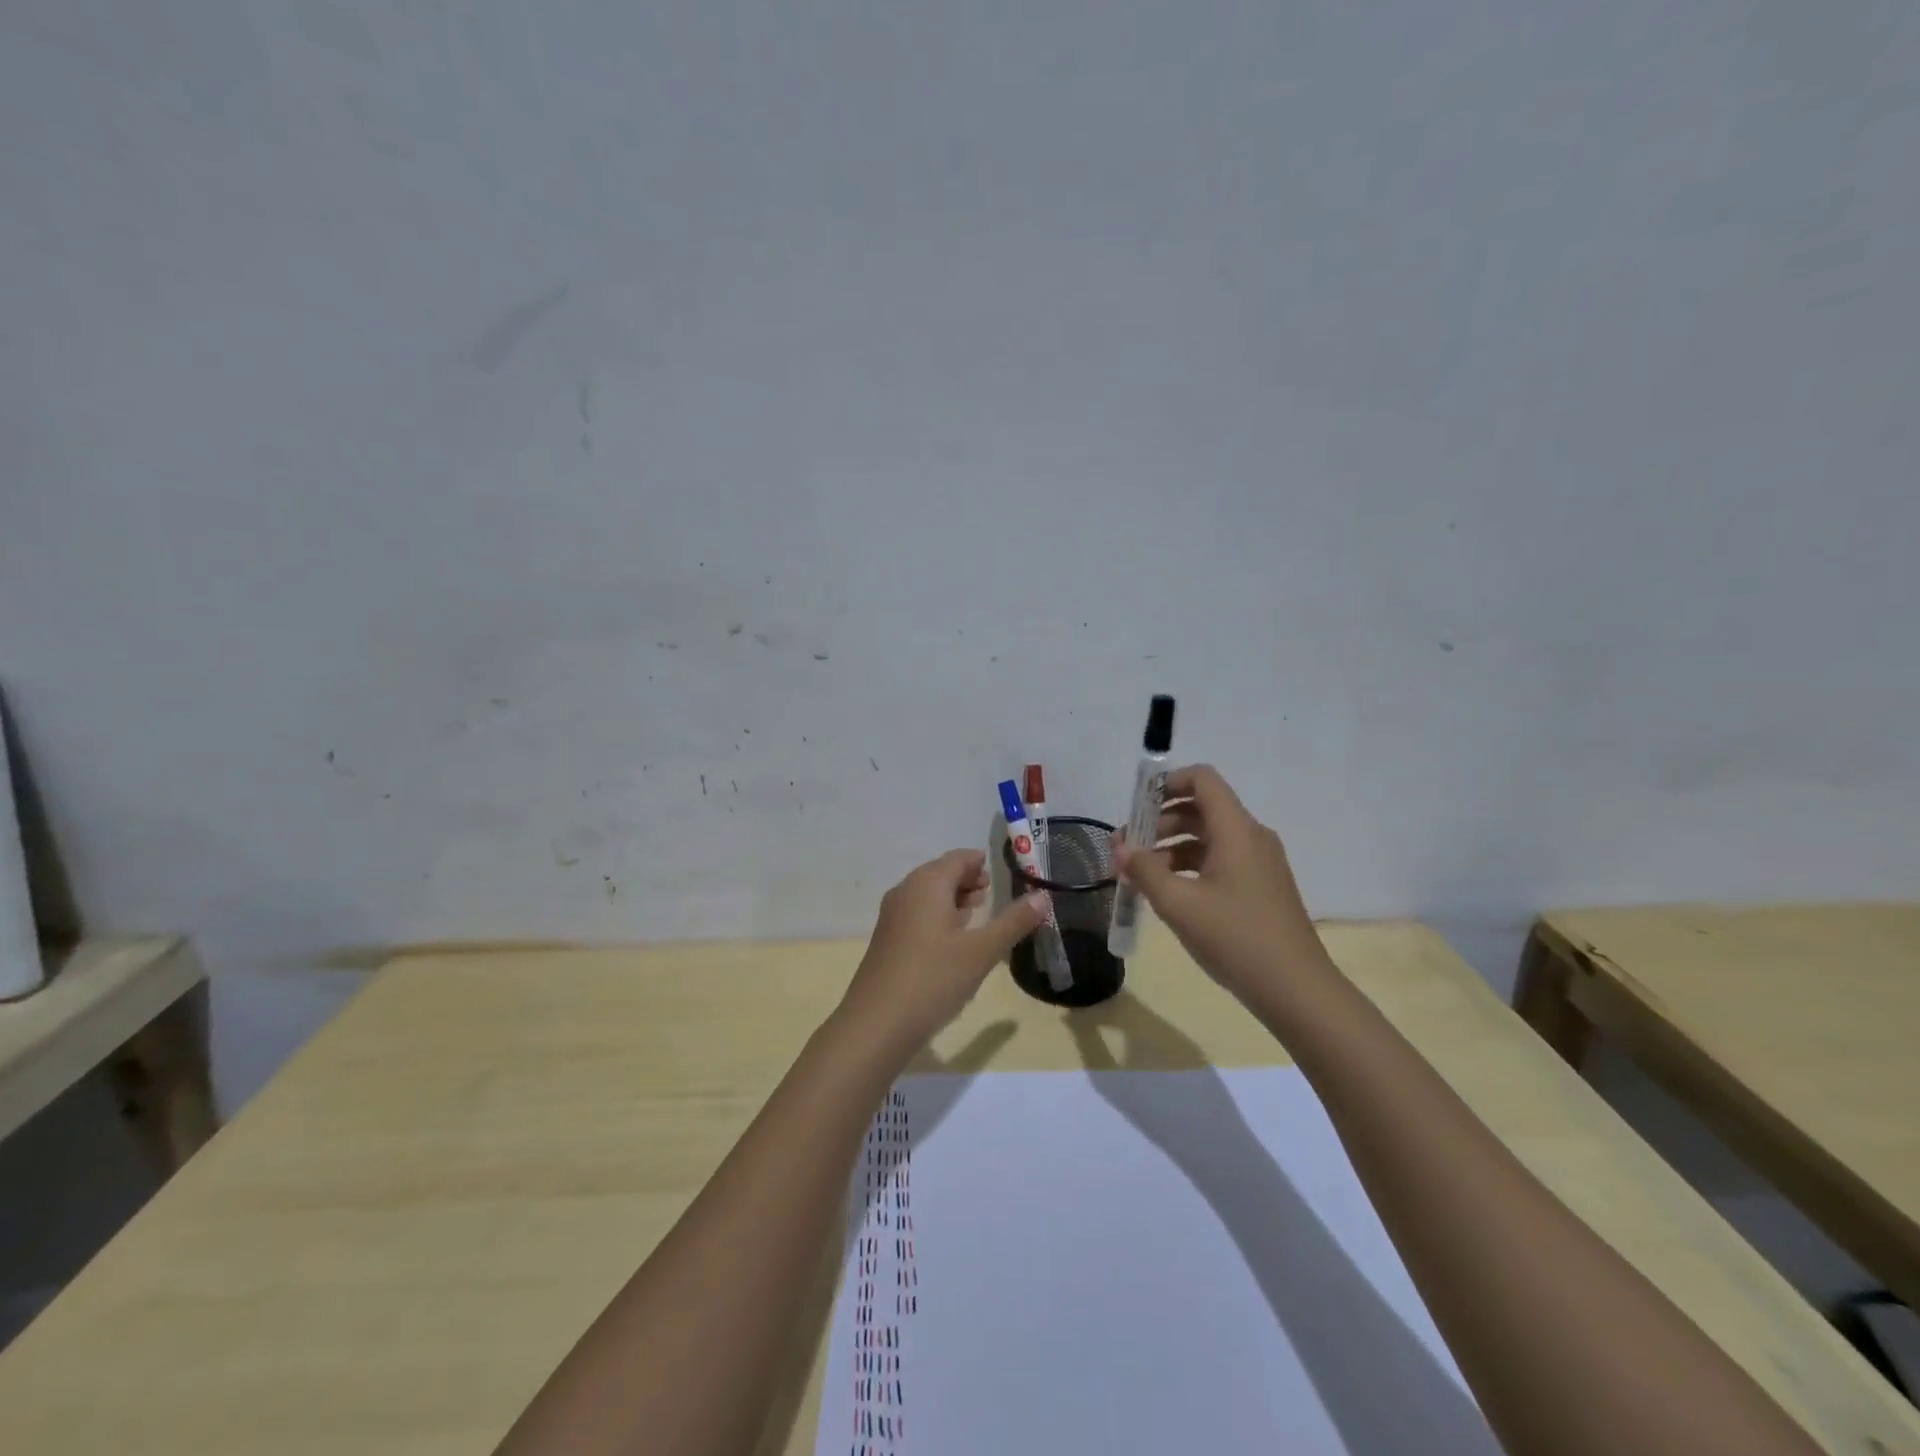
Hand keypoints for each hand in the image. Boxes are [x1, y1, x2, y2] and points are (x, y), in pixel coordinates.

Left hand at [837, 849, 1046, 1060]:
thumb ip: (1013, 921)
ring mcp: (893, 917)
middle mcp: (906, 891)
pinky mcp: (888, 941)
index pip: (958, 859)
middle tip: (991, 891)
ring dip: (952, 898)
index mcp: (927, 884)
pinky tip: (953, 940)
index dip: (979, 862)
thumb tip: (1043, 896)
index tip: (999, 871)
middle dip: (967, 879)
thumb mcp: (982, 951)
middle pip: (940, 873)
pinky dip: (938, 916)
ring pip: (928, 895)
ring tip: (977, 912)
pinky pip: (917, 915)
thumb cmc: (933, 979)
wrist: (877, 1024)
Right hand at [1111, 765, 1328, 1005]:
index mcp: (1236, 830)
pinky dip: (1189, 866)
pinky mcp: (1260, 886)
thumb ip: (1144, 870)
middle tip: (1126, 849)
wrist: (1296, 990)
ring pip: (1208, 837)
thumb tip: (1121, 847)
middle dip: (1158, 821)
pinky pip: (1219, 860)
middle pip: (1200, 808)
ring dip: (1170, 847)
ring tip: (1139, 875)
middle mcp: (1251, 837)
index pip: (1202, 779)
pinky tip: (1167, 893)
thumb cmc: (1236, 938)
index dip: (1166, 783)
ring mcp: (1259, 863)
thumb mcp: (1179, 904)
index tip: (1135, 807)